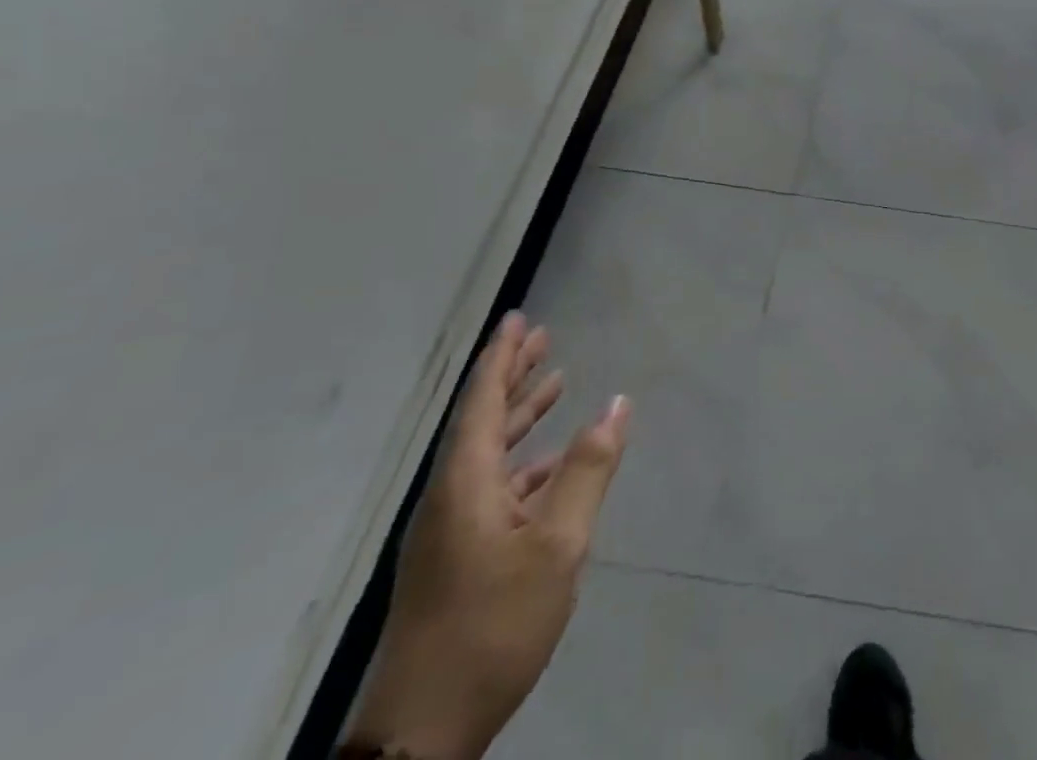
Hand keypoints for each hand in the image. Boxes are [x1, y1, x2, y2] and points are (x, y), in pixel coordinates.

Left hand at [346, 314, 631, 759]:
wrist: (420, 736)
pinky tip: (548, 464)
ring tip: (552, 382)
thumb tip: (616, 402)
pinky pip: (490, 486)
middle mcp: (449, 498)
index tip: (518, 318)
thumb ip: (587, 470)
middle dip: (511, 376)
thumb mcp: (557, 546)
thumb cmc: (491, 627)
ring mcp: (448, 532)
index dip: (501, 357)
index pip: (481, 402)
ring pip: (486, 453)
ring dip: (517, 415)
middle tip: (540, 336)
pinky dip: (521, 461)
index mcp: (464, 484)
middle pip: (481, 420)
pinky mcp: (454, 559)